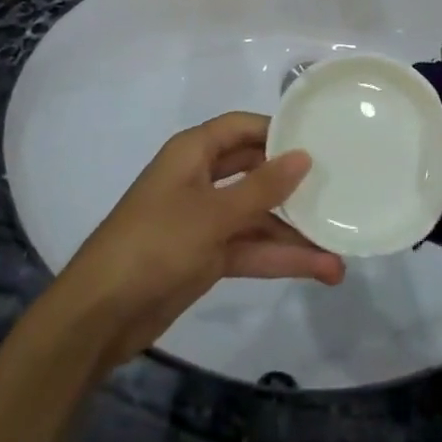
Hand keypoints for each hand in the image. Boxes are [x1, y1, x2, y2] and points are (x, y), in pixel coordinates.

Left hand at [45, 112, 345, 371]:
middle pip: (255, 171)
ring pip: (257, 217)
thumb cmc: (155, 243)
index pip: (242, 127)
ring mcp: (204, 219)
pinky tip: (318, 270)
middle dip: (293, 185)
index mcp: (193, 152)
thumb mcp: (213, 213)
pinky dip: (279, 258)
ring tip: (340, 250)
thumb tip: (303, 156)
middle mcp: (201, 178)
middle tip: (338, 189)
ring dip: (293, 234)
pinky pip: (250, 248)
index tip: (320, 139)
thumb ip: (261, 187)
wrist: (101, 314)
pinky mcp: (207, 256)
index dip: (278, 131)